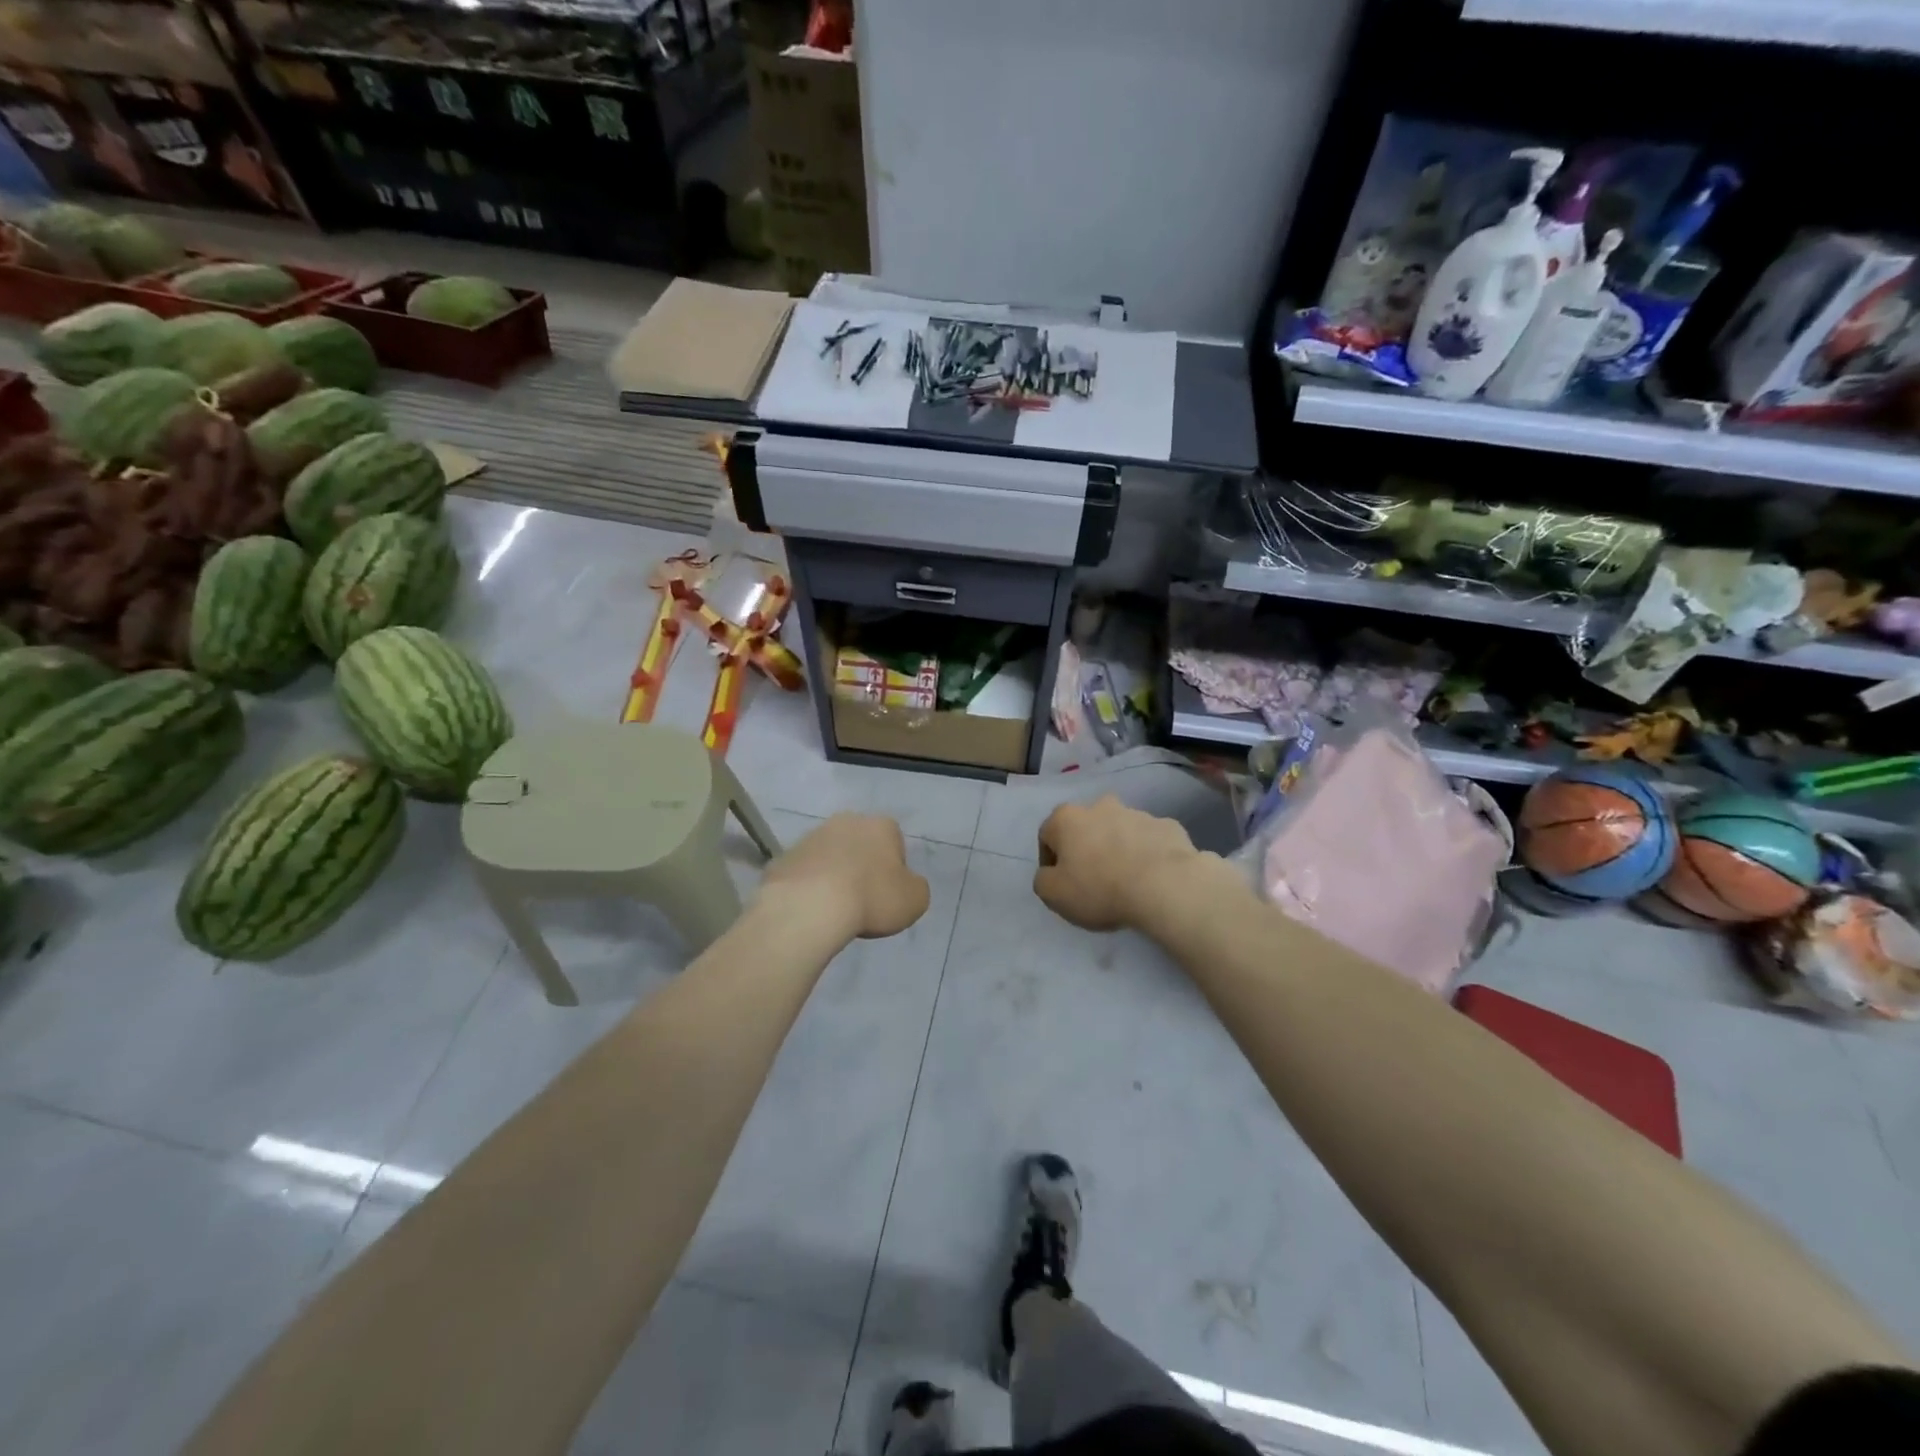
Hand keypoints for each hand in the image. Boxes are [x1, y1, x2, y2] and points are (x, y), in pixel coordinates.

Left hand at [759, 813, 929, 939]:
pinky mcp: (785, 857)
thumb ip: (915, 887)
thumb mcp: (915, 900)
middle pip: (860, 843)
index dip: (894, 868)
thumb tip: (906, 884)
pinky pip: (804, 872)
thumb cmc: (871, 898)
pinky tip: (811, 908)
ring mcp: (811, 837)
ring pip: (830, 855)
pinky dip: (808, 886)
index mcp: (882, 825)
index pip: (895, 842)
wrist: (810, 907)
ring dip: (833, 873)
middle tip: (863, 898)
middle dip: (862, 865)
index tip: (889, 892)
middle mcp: (846, 821)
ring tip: (834, 907)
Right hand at [1034, 797, 1200, 932]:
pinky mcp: (1167, 825)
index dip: (1051, 862)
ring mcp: (1137, 813)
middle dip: (1086, 848)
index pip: (1047, 836)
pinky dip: (1147, 853)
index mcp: (1067, 818)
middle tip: (1094, 879)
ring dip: (1117, 848)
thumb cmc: (1100, 888)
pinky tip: (1152, 876)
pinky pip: (1149, 840)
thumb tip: (1051, 873)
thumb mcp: (1053, 895)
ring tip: (1127, 880)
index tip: (1062, 884)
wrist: (1164, 885)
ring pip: (1119, 831)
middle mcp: (1100, 806)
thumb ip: (1043, 880)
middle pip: (1085, 828)